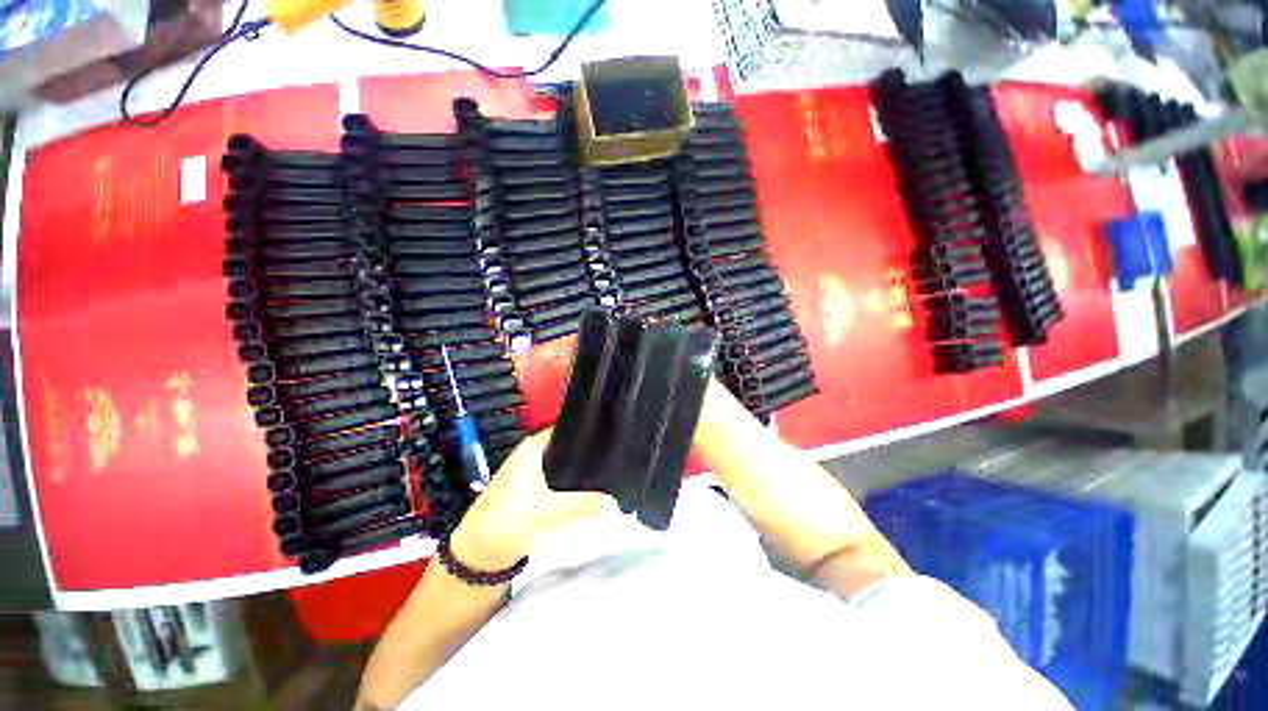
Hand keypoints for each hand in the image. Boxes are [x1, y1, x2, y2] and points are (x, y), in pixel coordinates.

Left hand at [449, 429, 611, 570]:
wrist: (477, 557)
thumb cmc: (507, 522)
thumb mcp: (550, 511)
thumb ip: (586, 504)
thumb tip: (615, 501)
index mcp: (533, 447)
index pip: (566, 429)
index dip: (588, 431)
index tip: (612, 436)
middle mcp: (532, 454)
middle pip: (568, 447)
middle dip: (588, 454)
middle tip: (615, 458)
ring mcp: (532, 473)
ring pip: (565, 466)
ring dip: (581, 471)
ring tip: (609, 473)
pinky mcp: (532, 491)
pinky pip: (560, 481)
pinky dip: (573, 485)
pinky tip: (590, 491)